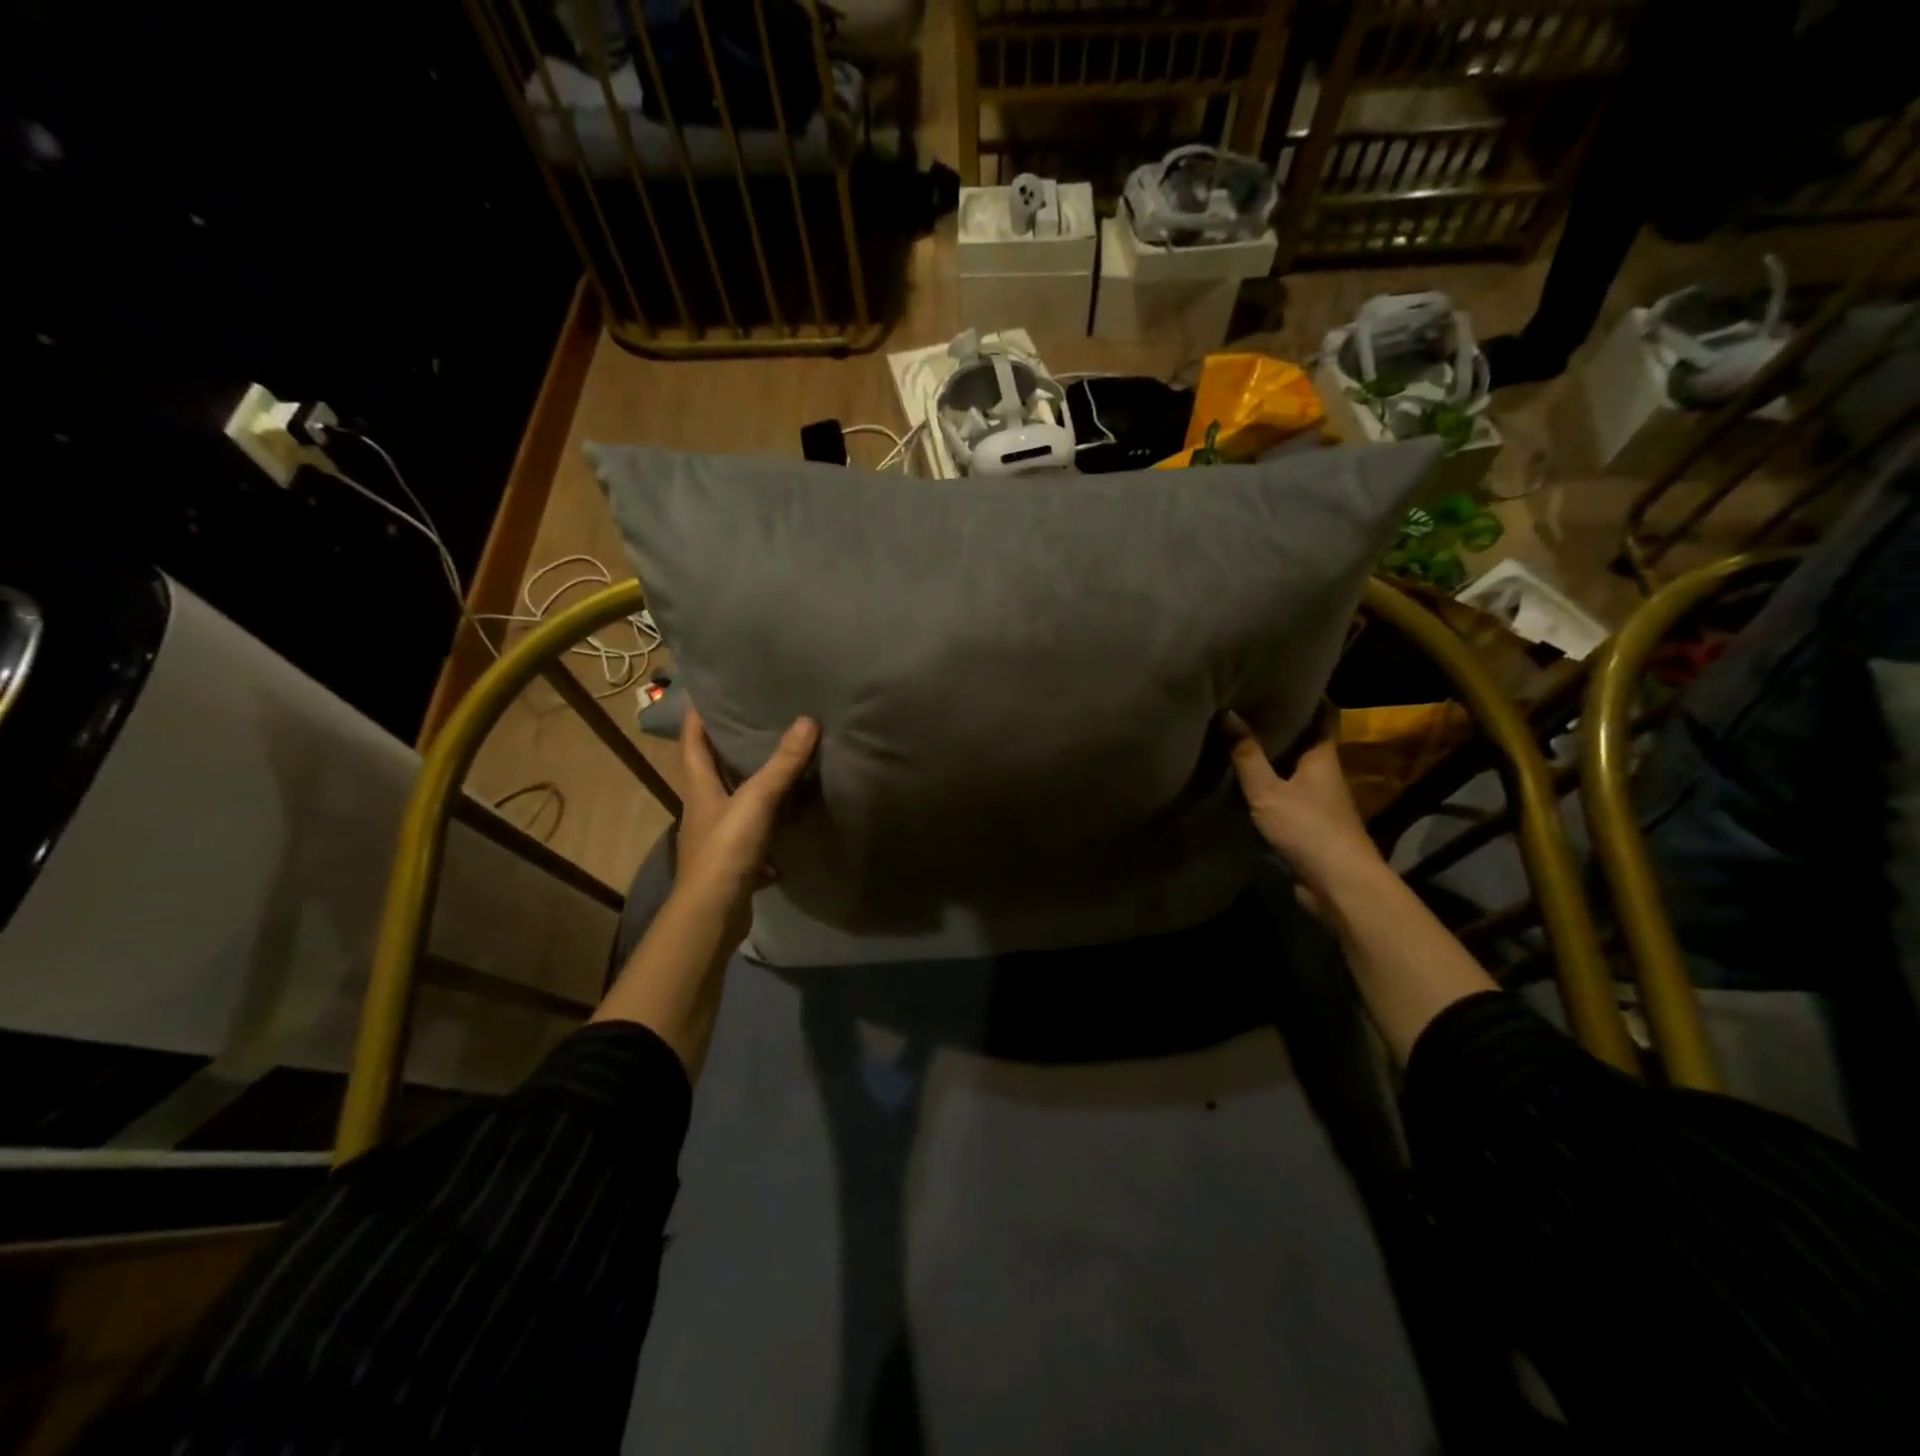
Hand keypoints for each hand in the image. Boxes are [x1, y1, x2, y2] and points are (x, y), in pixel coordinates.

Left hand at [673, 706, 818, 950]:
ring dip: (749, 789)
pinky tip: (789, 828)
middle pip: (711, 773)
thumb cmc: (726, 849)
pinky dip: (769, 830)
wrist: (714, 913)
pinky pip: (753, 839)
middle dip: (726, 750)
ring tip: (777, 769)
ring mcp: (717, 840)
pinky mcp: (733, 864)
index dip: (696, 719)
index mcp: (700, 790)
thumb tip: (807, 720)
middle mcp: (704, 811)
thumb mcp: (756, 800)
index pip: (691, 745)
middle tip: (753, 725)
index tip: (706, 696)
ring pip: (733, 806)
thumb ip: (782, 764)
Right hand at [1221, 711, 1381, 901]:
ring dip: (1273, 756)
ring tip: (1239, 738)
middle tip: (1247, 706)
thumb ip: (1247, 756)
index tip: (1279, 680)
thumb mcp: (1268, 791)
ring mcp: (1320, 800)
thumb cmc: (1308, 828)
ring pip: (1294, 768)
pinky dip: (1269, 784)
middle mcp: (1324, 772)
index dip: (1305, 696)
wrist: (1338, 883)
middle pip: (1305, 740)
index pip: (1321, 714)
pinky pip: (1287, 793)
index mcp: (1322, 755)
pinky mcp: (1310, 823)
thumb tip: (1228, 714)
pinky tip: (1245, 782)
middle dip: (1281, 725)